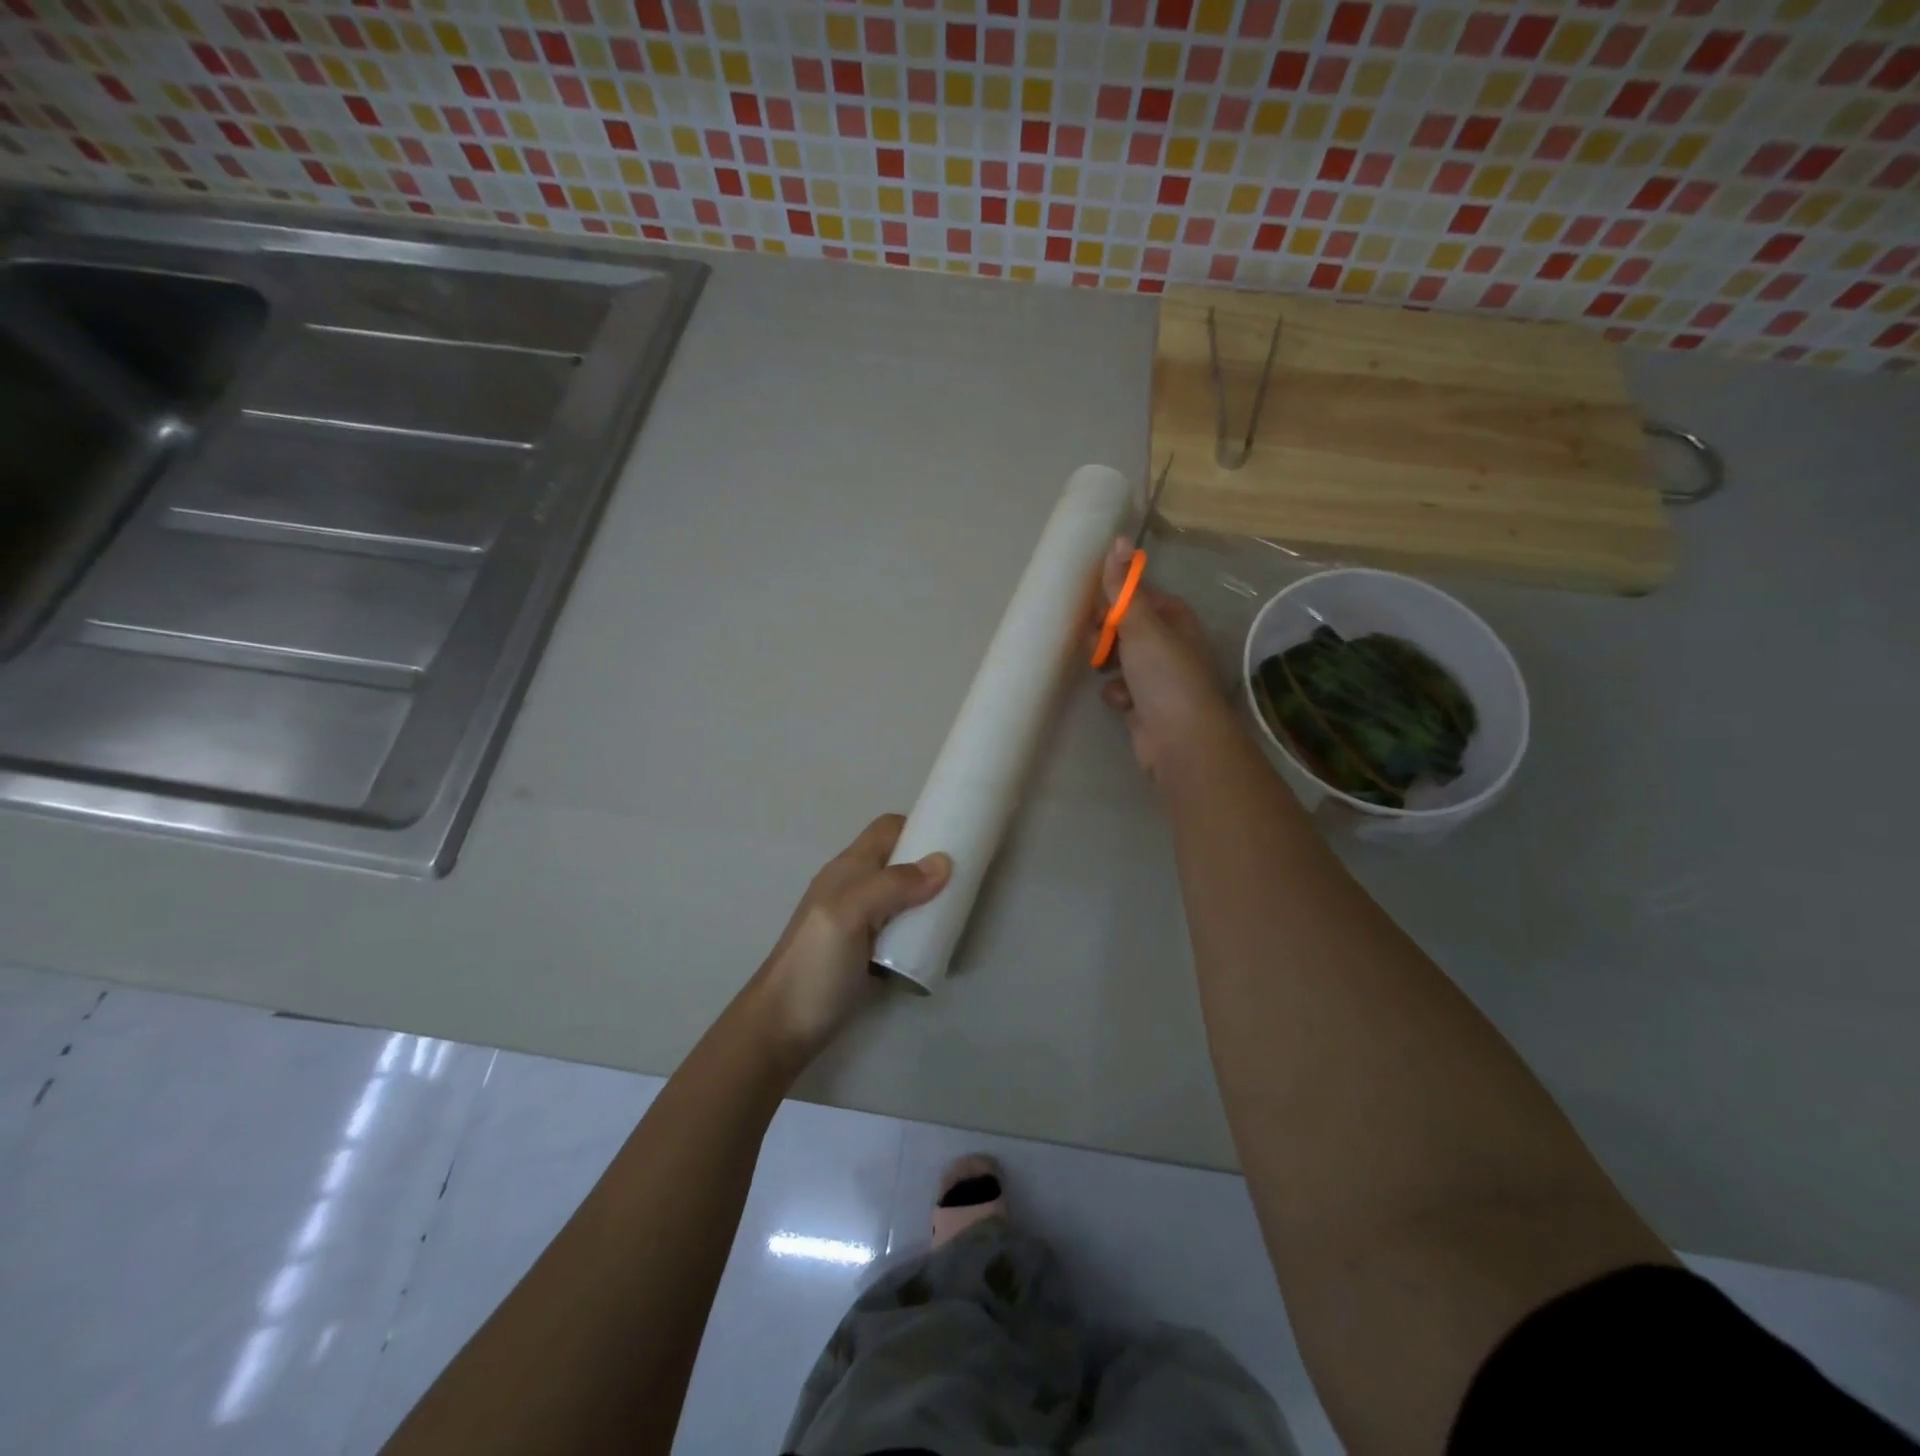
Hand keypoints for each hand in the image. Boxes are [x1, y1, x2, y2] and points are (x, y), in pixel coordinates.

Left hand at [743, 815, 949, 1069]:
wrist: (781, 1028)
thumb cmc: (814, 965)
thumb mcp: (850, 915)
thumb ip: (892, 885)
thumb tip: (944, 862)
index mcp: (848, 869)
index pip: (887, 830)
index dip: (920, 827)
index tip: (957, 840)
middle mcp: (854, 887)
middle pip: (898, 860)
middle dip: (931, 864)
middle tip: (966, 881)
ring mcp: (859, 921)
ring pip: (901, 894)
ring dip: (929, 897)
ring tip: (958, 911)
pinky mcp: (866, 951)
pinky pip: (900, 926)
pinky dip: (920, 927)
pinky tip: (936, 942)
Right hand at [1096, 537, 1233, 781]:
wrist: (1180, 740)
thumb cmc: (1164, 675)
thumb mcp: (1141, 624)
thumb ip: (1124, 586)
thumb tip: (1119, 540)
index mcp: (1175, 619)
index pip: (1138, 597)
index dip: (1115, 601)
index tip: (1097, 610)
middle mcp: (1169, 645)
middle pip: (1125, 628)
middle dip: (1105, 635)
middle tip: (1097, 644)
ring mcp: (1157, 677)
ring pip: (1118, 659)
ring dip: (1107, 665)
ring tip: (1104, 671)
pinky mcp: (1145, 705)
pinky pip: (1120, 689)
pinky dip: (1117, 694)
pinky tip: (1122, 703)